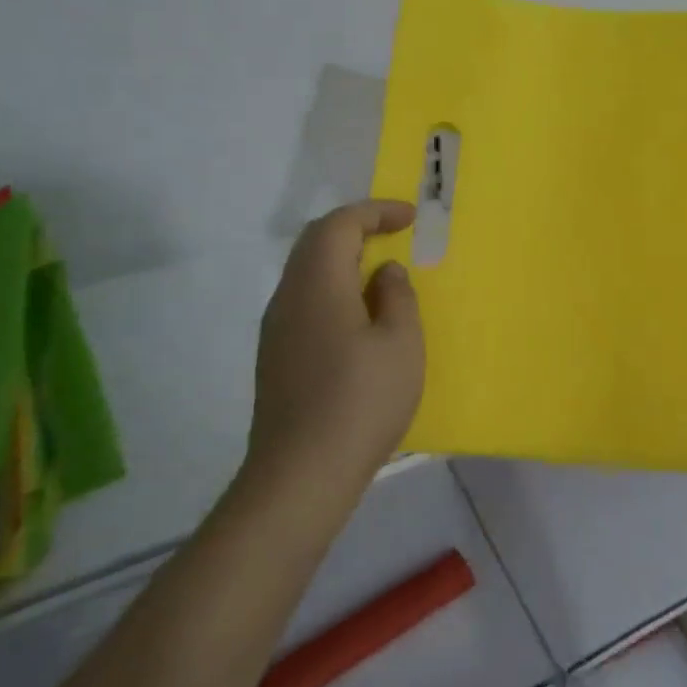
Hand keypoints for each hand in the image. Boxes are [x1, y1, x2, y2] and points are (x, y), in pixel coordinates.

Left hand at [243, 200, 424, 502]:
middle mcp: (288, 298)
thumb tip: (384, 273)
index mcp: (318, 285)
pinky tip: (360, 317)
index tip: (409, 217)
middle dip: (356, 228)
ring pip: (307, 273)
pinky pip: (305, 302)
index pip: (339, 225)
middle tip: (394, 233)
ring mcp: (276, 330)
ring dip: (343, 260)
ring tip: (381, 272)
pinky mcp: (276, 359)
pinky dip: (334, 289)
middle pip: (315, 242)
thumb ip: (397, 297)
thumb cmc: (361, 401)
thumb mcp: (401, 343)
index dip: (375, 211)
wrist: (301, 475)